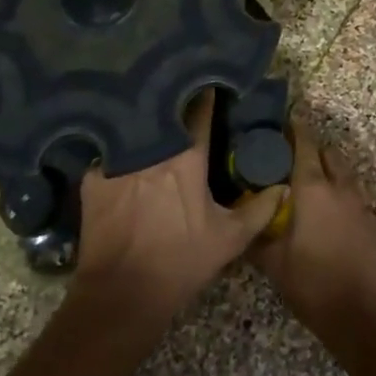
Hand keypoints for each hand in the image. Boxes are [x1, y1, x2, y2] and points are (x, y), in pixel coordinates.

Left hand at [73, 91, 284, 327]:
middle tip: (182, 95)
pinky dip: (119, 151)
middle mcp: (150, 149)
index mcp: (186, 158)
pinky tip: (121, 151)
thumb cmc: (180, 263)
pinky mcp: (92, 178)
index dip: (208, 94)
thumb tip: (282, 187)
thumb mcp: (229, 240)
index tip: (212, 82)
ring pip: (135, 129)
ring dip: (146, 123)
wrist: (121, 294)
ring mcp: (116, 160)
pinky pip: (109, 153)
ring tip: (152, 115)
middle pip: (164, 113)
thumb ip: (260, 210)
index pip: (200, 111)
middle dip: (174, 101)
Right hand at [251, 118, 375, 342]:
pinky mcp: (372, 221)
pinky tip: (326, 208)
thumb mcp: (274, 263)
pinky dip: (340, 190)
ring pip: (344, 172)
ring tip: (308, 179)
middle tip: (290, 152)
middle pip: (328, 153)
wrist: (364, 315)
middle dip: (312, 147)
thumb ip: (257, 236)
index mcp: (314, 189)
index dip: (295, 128)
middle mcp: (340, 187)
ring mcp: (360, 204)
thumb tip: (241, 220)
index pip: (304, 145)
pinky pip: (353, 193)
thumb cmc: (313, 284)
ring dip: (328, 168)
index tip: (285, 117)